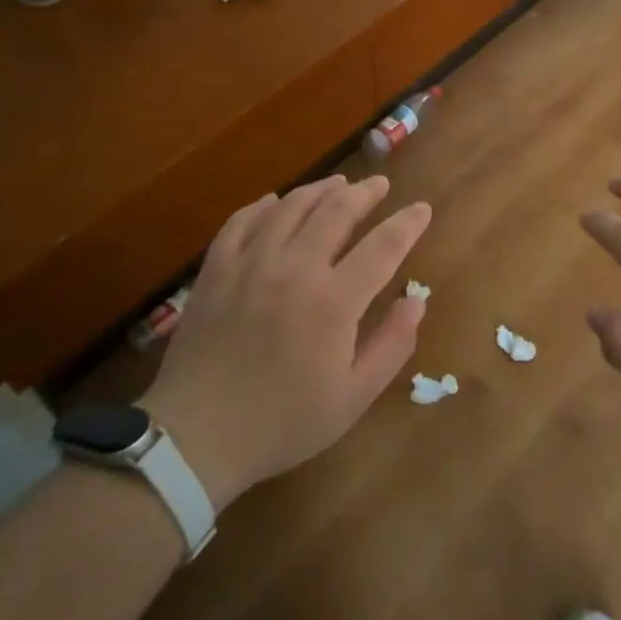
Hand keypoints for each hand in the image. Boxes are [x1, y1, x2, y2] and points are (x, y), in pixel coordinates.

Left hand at [144, 174, 431, 508]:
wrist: (197, 436)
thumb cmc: (283, 422)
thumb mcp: (353, 397)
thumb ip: (392, 345)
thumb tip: (416, 301)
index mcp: (333, 301)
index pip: (382, 246)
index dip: (407, 224)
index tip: (422, 208)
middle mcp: (294, 269)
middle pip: (336, 211)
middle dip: (364, 193)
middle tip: (380, 184)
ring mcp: (250, 264)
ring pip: (291, 207)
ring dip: (320, 190)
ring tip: (338, 183)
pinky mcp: (216, 270)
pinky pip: (242, 221)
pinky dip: (263, 205)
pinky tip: (275, 201)